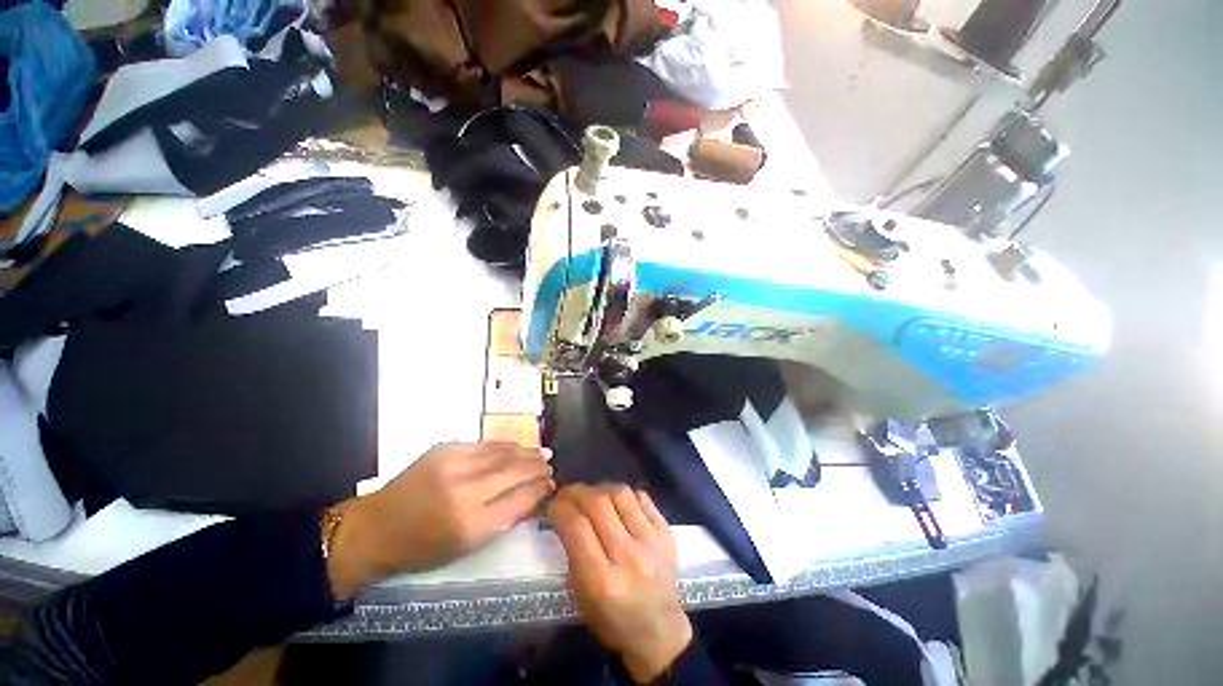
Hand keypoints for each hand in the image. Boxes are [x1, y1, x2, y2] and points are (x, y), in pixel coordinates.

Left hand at [327, 442, 553, 599]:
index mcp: (470, 525)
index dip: (539, 489)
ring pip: (503, 452)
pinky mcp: (445, 448)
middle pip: (514, 471)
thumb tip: (535, 496)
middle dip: (537, 466)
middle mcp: (464, 491)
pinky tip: (516, 447)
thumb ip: (504, 519)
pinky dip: (505, 446)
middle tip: (551, 464)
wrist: (374, 528)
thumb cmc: (421, 548)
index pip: (519, 499)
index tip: (552, 484)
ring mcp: (453, 464)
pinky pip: (486, 444)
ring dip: (526, 452)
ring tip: (542, 453)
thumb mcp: (466, 546)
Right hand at [548, 484, 692, 683]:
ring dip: (600, 489)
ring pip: (620, 494)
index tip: (551, 503)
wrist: (659, 631)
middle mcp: (629, 556)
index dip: (560, 507)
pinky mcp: (666, 532)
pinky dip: (624, 495)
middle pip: (598, 504)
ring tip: (592, 496)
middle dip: (576, 492)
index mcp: (602, 581)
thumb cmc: (612, 620)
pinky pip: (642, 497)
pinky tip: (617, 503)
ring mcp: (652, 541)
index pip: (577, 526)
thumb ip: (573, 553)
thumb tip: (565, 514)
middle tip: (567, 494)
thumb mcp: (581, 596)